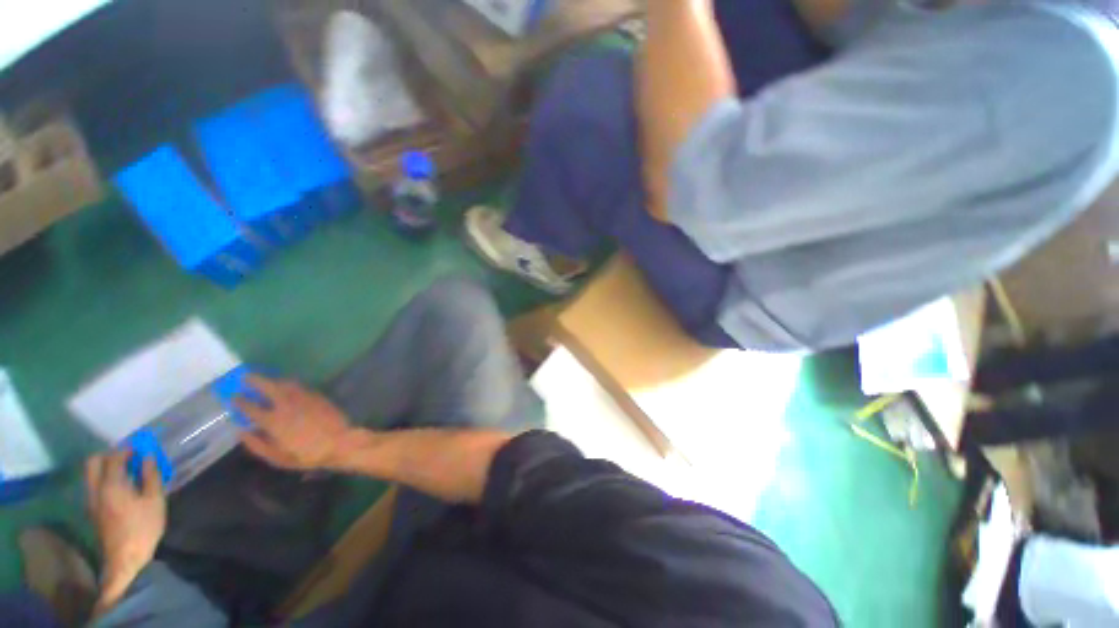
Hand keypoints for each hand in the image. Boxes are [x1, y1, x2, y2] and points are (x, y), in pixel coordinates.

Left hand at [85, 451, 165, 609]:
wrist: (124, 559)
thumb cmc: (143, 527)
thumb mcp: (154, 500)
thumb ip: (151, 476)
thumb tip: (147, 458)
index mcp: (111, 484)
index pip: (113, 457)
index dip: (126, 450)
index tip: (140, 449)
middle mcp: (96, 488)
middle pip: (93, 462)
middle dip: (108, 456)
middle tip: (127, 458)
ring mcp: (92, 500)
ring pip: (91, 474)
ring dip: (105, 468)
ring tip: (126, 472)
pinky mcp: (93, 510)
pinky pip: (94, 485)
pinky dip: (104, 480)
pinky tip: (119, 488)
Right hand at [236, 375, 352, 470]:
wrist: (340, 442)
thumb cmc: (307, 455)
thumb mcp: (278, 458)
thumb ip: (257, 445)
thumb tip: (241, 432)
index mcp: (274, 422)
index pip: (251, 408)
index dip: (240, 402)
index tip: (233, 397)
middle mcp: (287, 406)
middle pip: (269, 387)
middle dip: (255, 380)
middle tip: (246, 377)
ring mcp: (304, 398)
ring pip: (286, 383)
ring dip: (273, 380)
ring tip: (266, 381)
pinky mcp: (318, 396)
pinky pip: (300, 386)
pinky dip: (289, 384)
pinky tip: (287, 387)